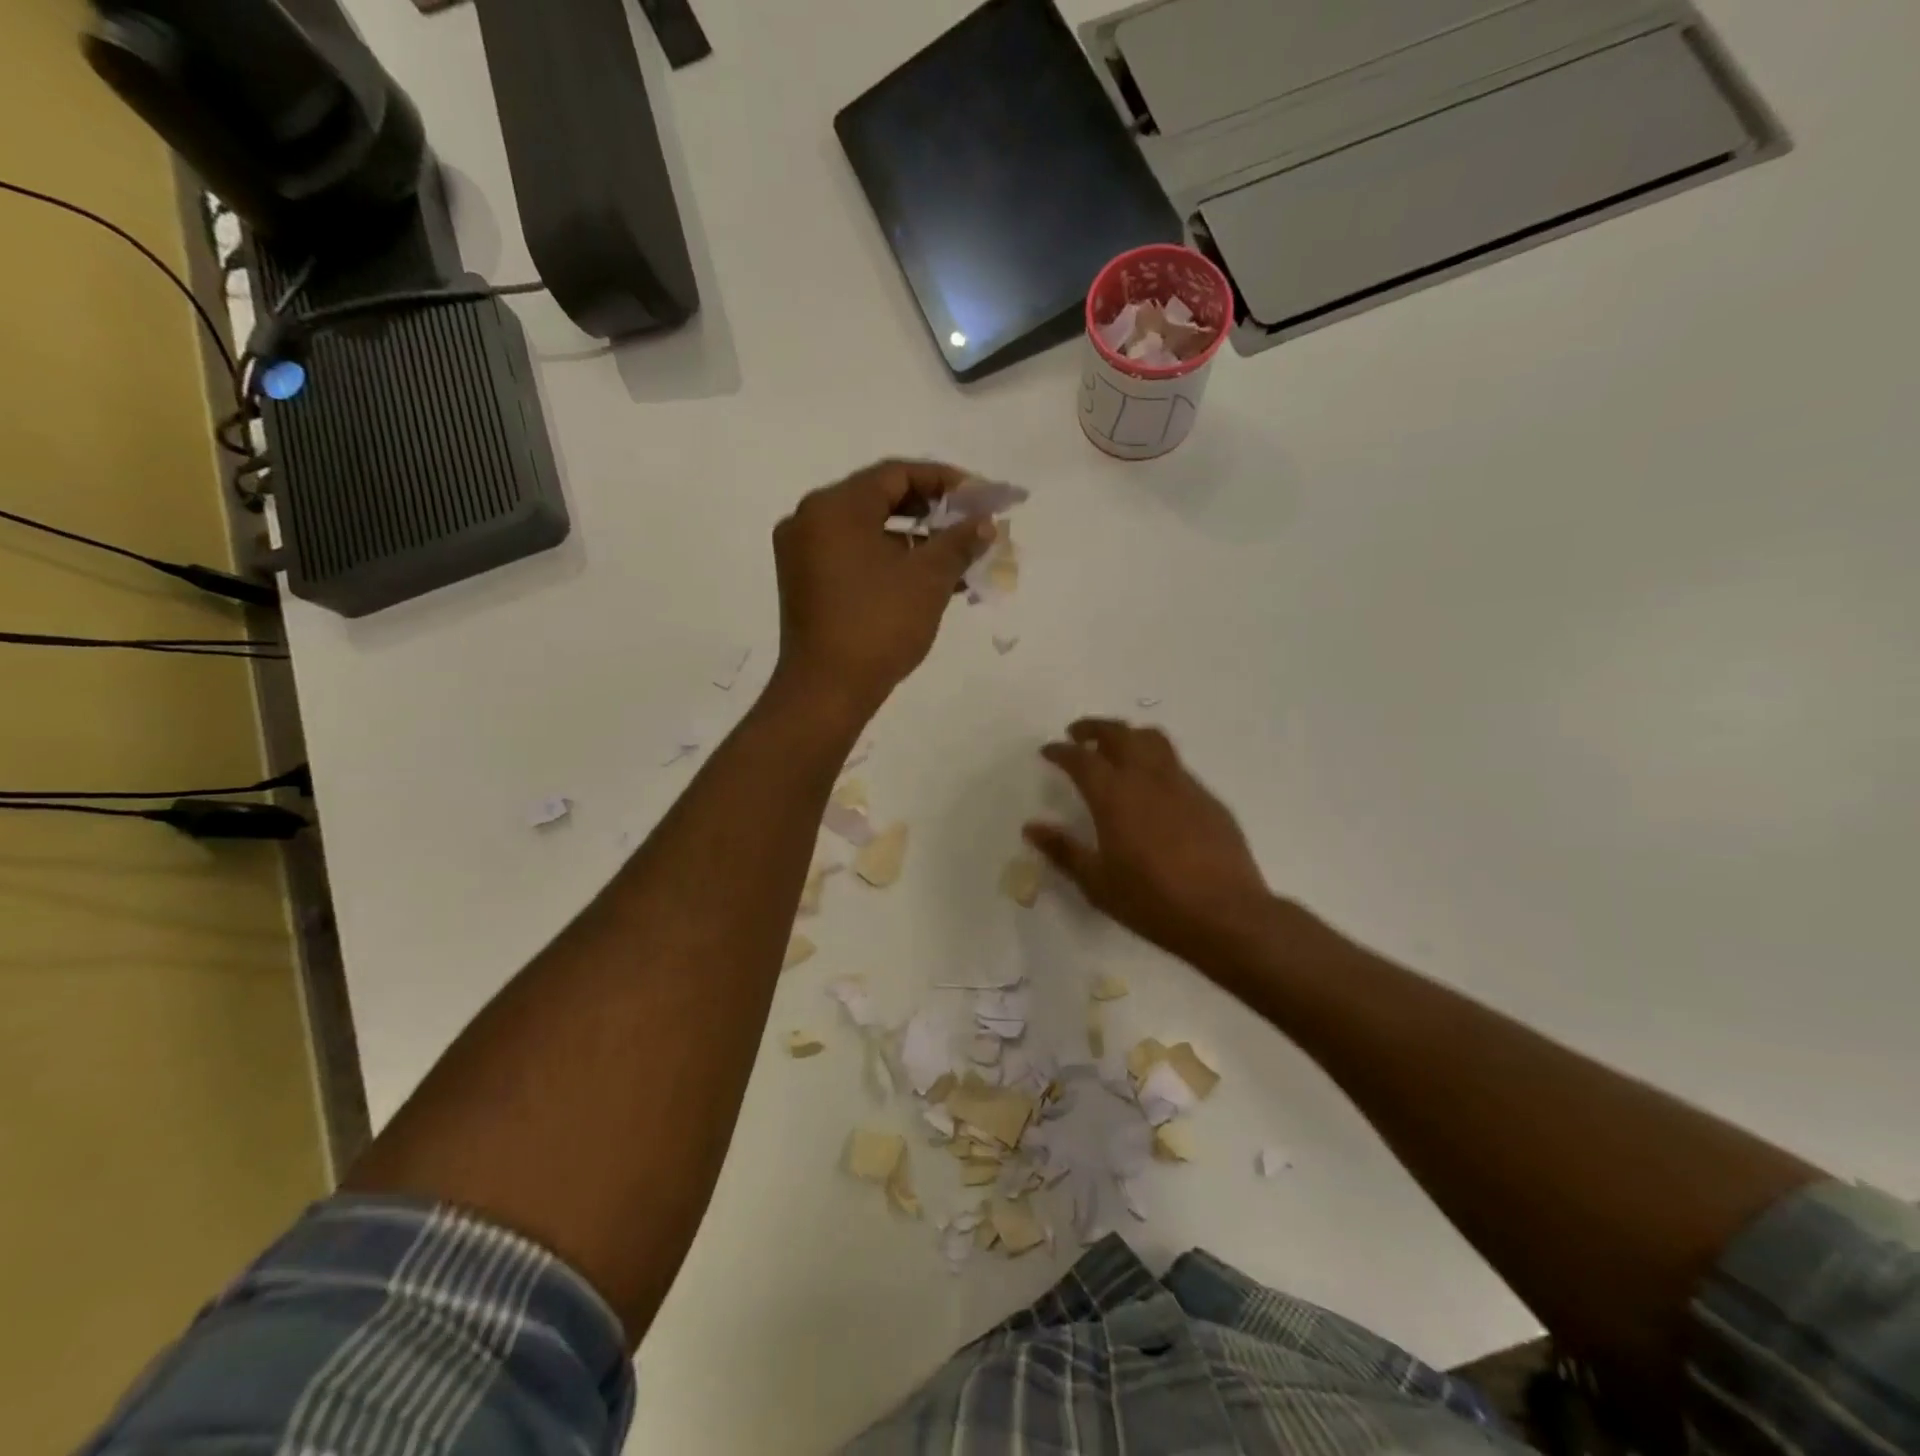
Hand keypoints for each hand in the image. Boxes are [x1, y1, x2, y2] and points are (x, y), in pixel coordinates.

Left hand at [771, 459, 992, 723]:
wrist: (827, 691)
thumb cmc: (879, 626)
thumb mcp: (928, 579)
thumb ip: (959, 541)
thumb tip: (984, 523)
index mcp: (835, 507)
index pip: (896, 474)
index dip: (943, 481)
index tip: (979, 496)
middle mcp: (810, 519)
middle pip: (879, 499)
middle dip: (930, 512)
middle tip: (969, 525)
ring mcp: (802, 553)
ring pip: (867, 531)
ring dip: (912, 540)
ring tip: (956, 559)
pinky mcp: (804, 582)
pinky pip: (852, 555)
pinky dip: (888, 560)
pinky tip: (924, 580)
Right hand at [1025, 719, 1272, 965]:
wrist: (1225, 915)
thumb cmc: (1152, 901)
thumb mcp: (1096, 882)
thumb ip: (1063, 850)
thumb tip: (1032, 828)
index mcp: (1114, 796)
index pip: (1081, 759)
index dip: (1061, 751)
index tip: (1049, 750)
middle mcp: (1147, 778)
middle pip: (1119, 734)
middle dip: (1094, 728)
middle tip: (1078, 734)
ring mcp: (1183, 784)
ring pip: (1153, 740)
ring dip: (1129, 735)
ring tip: (1117, 748)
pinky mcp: (1208, 798)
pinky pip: (1176, 765)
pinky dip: (1156, 762)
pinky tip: (1154, 788)